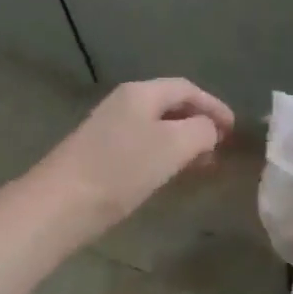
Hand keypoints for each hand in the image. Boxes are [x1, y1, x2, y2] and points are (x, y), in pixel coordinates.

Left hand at [22, 79, 233, 249]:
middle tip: (220, 148)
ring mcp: (108, 128)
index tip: (234, 130)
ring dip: (182, 141)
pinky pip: (141, 144)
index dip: (214, 105)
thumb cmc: (121, 170)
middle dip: (199, 124)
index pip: (186, 88)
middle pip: (170, 105)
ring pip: (156, 127)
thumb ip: (201, 131)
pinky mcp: (98, 154)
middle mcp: (123, 103)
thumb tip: (209, 128)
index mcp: (141, 93)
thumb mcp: (172, 146)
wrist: (58, 205)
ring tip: (201, 165)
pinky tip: (168, 175)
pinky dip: (163, 154)